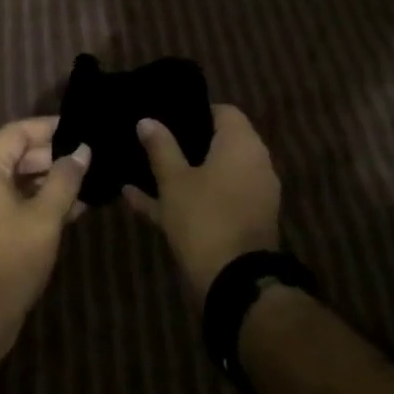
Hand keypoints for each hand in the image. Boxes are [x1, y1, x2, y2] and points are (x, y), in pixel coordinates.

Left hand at [0, 117, 90, 335]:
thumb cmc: (11, 258)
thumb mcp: (45, 215)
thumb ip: (65, 179)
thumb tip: (82, 150)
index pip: (17, 132)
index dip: (49, 127)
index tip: (81, 128)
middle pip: (16, 155)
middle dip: (53, 156)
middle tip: (89, 158)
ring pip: (18, 181)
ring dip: (49, 181)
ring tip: (88, 183)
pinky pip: (14, 204)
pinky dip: (39, 202)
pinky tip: (72, 210)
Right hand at [124, 104, 280, 307]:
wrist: (235, 282)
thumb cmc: (203, 218)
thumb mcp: (174, 181)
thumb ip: (161, 147)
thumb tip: (147, 120)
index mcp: (242, 145)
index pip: (224, 112)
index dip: (195, 111)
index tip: (167, 115)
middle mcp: (254, 164)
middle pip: (219, 144)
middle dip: (185, 143)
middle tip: (151, 141)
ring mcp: (251, 195)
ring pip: (212, 175)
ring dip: (181, 173)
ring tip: (141, 169)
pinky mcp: (243, 222)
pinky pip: (211, 200)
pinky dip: (186, 198)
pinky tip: (139, 200)